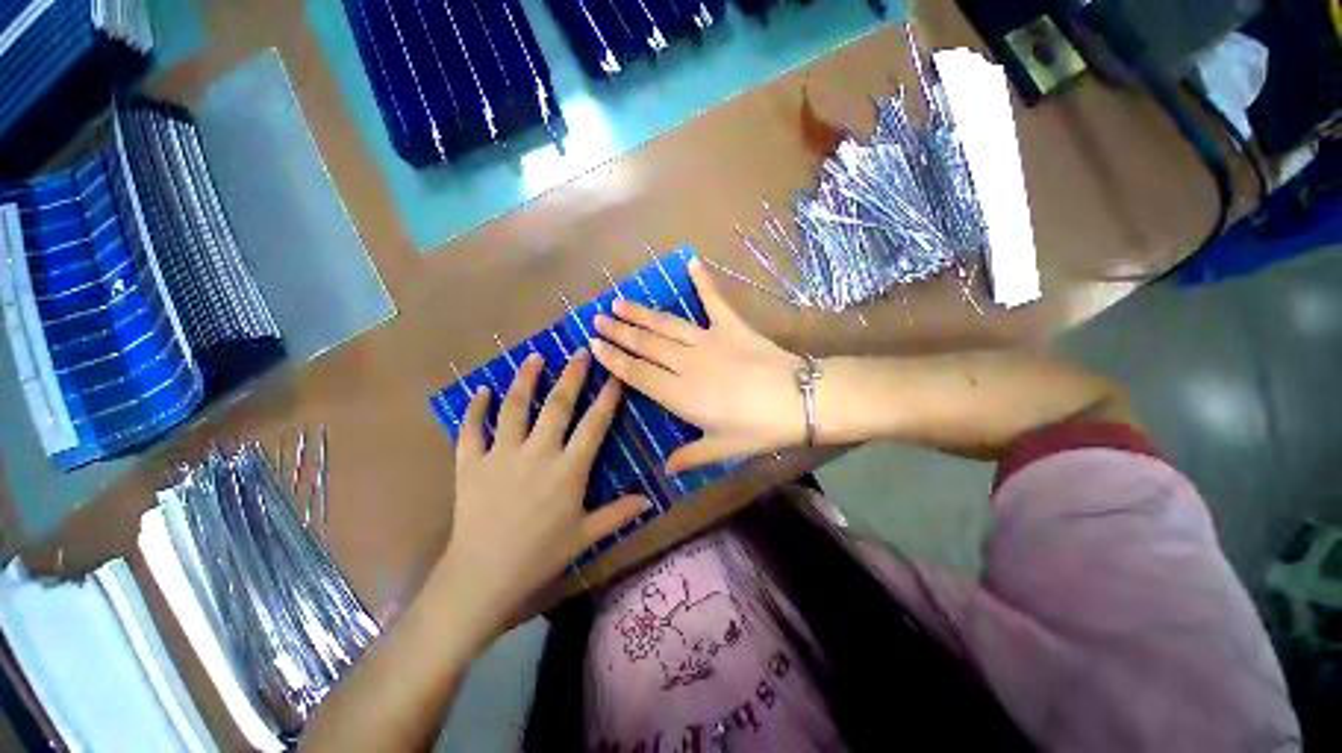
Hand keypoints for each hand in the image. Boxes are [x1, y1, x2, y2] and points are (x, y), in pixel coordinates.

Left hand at [435, 351, 649, 651]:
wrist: (483, 577)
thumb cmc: (540, 555)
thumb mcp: (585, 535)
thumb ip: (619, 513)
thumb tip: (651, 500)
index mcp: (568, 469)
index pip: (594, 424)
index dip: (607, 398)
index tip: (615, 376)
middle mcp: (538, 453)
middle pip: (558, 405)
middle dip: (572, 375)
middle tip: (579, 351)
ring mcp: (501, 455)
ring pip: (514, 408)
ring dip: (525, 380)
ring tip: (534, 357)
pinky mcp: (471, 463)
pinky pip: (471, 429)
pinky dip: (475, 408)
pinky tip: (480, 390)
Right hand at [592, 258, 803, 473]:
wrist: (799, 399)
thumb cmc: (759, 428)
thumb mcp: (722, 449)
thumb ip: (690, 457)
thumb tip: (666, 470)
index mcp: (681, 394)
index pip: (637, 373)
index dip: (614, 359)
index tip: (594, 346)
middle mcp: (686, 363)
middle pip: (645, 345)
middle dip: (618, 331)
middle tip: (597, 319)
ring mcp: (708, 340)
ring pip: (665, 324)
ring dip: (640, 312)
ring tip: (618, 301)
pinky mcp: (731, 326)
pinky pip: (714, 299)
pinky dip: (703, 280)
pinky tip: (692, 261)